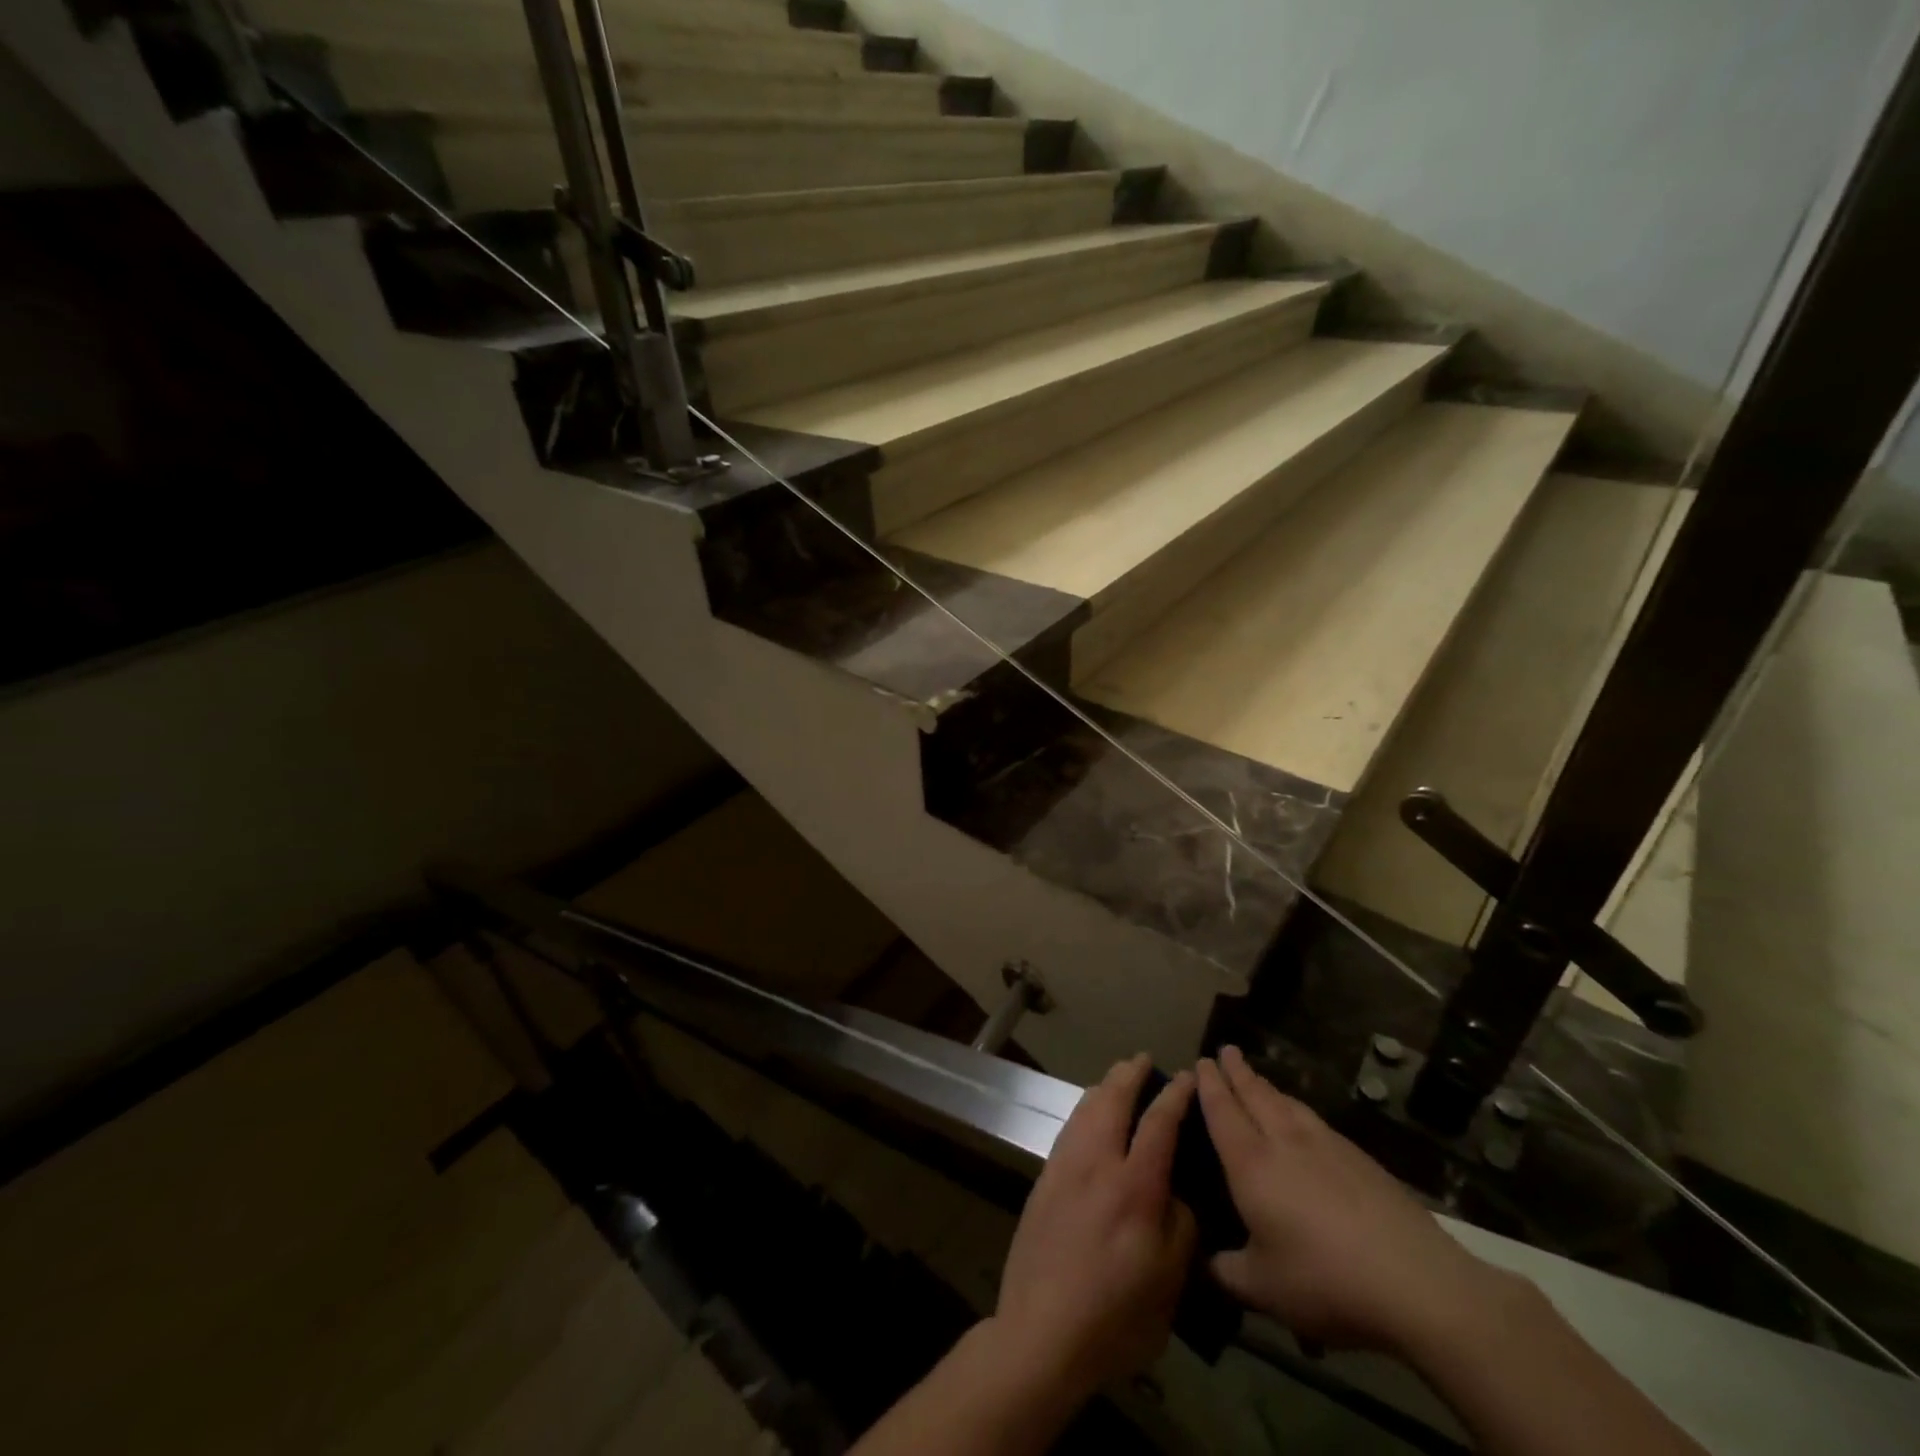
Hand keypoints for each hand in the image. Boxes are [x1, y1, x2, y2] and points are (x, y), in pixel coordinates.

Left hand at [992, 1054, 1197, 1400]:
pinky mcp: (1043, 1179)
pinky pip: (1068, 1128)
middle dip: (1130, 1074)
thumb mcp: (1169, 1282)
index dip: (1175, 1095)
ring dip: (1104, 1087)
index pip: (1159, 1123)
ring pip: (1085, 1108)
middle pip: (1112, 1099)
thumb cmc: (1115, 1316)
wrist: (1041, 1332)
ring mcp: (1064, 1167)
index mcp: (1135, 1187)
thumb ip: (1179, 1226)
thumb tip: (1174, 1193)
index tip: (1188, 1076)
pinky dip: (1084, 1110)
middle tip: (1143, 1061)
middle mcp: (1097, 1164)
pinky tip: (1089, 1116)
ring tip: (1117, 1079)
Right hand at [1197, 1046, 1503, 1353]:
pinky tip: (1303, 1120)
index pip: (1222, 1110)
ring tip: (1257, 1078)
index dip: (1209, 1084)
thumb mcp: (1264, 1289)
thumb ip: (1227, 1271)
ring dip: (1267, 1086)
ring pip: (1288, 1103)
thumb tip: (1207, 1261)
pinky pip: (1315, 1120)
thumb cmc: (1326, 1281)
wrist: (1417, 1283)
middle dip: (1237, 1071)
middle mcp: (1284, 1141)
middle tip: (1226, 1050)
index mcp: (1252, 1164)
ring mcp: (1327, 1146)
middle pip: (1256, 1094)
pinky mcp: (1361, 1159)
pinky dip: (1297, 1109)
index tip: (1201, 1061)